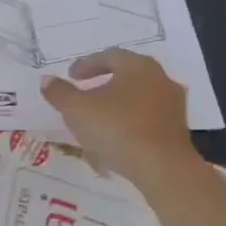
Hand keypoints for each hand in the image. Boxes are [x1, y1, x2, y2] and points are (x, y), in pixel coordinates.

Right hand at [41, 50, 198, 180]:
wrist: (163, 169)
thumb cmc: (117, 129)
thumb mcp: (77, 109)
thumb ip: (59, 92)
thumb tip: (47, 80)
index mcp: (138, 66)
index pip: (109, 56)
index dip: (86, 64)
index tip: (71, 76)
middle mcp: (160, 79)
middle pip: (127, 74)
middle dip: (104, 82)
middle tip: (85, 92)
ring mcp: (173, 105)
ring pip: (139, 97)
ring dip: (118, 103)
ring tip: (99, 117)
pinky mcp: (178, 130)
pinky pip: (148, 118)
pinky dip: (131, 121)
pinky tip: (117, 136)